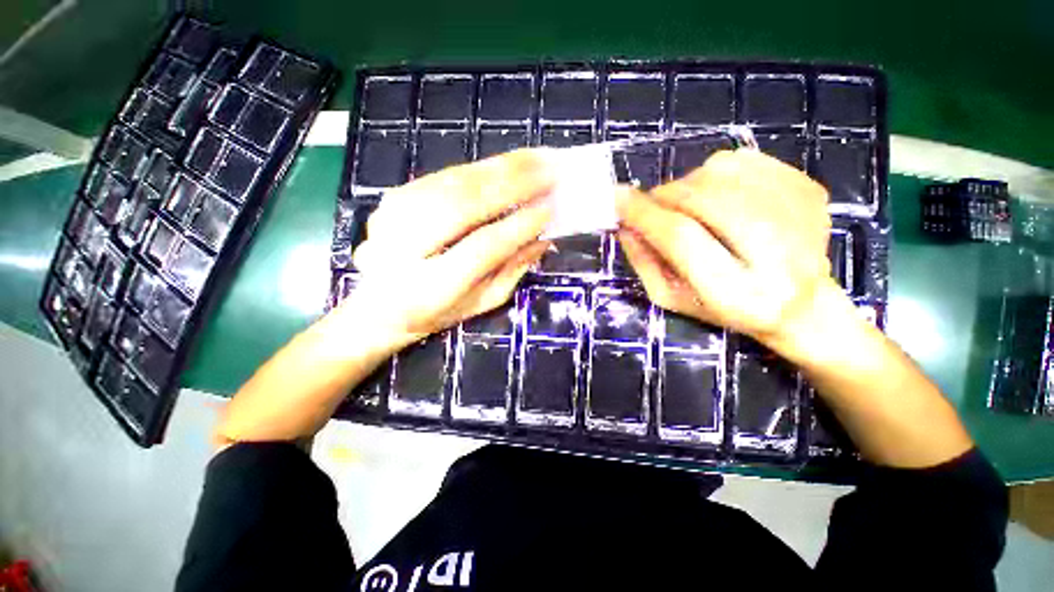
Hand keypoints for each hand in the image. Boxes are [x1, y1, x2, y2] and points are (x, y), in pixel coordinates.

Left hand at [345, 149, 554, 345]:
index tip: (550, 208)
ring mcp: (395, 215)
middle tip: (550, 169)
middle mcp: (406, 247)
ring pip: (455, 182)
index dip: (519, 226)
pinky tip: (508, 163)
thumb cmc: (436, 312)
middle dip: (514, 184)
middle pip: (465, 204)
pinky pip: (446, 175)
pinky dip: (481, 167)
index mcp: (431, 287)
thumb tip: (542, 239)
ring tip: (537, 158)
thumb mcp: (480, 302)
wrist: (378, 304)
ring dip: (501, 167)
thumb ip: (512, 272)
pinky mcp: (395, 197)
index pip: (483, 247)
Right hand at [616, 149, 841, 358]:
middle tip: (652, 204)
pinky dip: (717, 171)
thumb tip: (624, 224)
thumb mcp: (672, 299)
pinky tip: (719, 195)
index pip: (681, 237)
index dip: (645, 214)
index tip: (618, 199)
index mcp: (736, 293)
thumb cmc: (725, 309)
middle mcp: (777, 254)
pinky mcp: (810, 189)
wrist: (803, 305)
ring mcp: (801, 215)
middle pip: (703, 198)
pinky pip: (746, 159)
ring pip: (722, 171)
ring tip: (688, 205)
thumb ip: (644, 263)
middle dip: (665, 195)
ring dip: (689, 183)